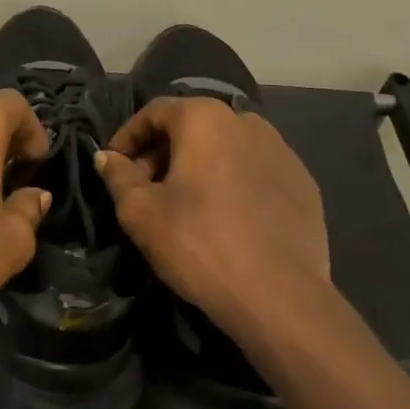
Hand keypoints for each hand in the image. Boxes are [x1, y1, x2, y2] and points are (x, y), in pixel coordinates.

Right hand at [95, 98, 331, 333]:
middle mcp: (247, 122)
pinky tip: (225, 219)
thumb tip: (106, 157)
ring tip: (184, 205)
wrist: (279, 296)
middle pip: (192, 127)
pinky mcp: (303, 184)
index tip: (114, 166)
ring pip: (225, 149)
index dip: (127, 137)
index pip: (154, 112)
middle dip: (163, 153)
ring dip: (198, 167)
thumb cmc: (198, 243)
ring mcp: (282, 151)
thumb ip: (118, 176)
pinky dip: (232, 184)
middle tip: (145, 190)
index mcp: (206, 118)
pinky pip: (254, 172)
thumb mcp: (140, 211)